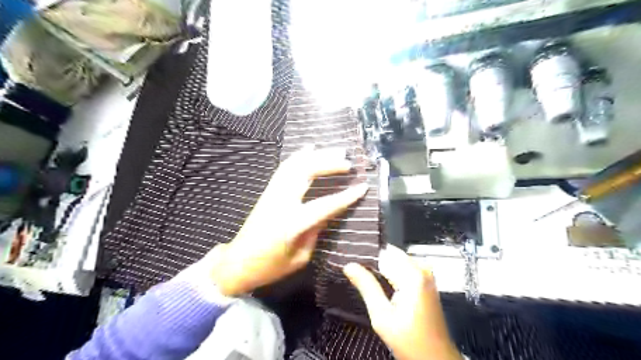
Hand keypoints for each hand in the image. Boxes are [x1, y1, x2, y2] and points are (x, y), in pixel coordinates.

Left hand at [209, 145, 367, 295]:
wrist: (237, 263)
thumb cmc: (270, 266)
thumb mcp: (300, 257)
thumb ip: (315, 232)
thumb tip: (328, 213)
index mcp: (291, 224)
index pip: (324, 206)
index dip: (345, 196)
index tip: (363, 186)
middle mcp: (280, 203)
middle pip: (306, 174)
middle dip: (329, 164)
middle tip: (348, 163)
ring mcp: (272, 194)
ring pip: (294, 165)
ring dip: (316, 155)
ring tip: (336, 150)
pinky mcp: (268, 192)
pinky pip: (284, 168)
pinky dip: (298, 156)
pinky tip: (310, 148)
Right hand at [346, 245, 460, 359]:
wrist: (436, 359)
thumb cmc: (410, 341)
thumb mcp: (382, 316)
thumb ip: (366, 286)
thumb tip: (349, 266)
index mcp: (413, 274)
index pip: (383, 252)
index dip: (365, 256)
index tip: (351, 263)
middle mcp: (422, 269)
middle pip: (390, 255)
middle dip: (373, 263)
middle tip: (355, 274)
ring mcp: (426, 275)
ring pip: (395, 261)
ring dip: (380, 269)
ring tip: (366, 281)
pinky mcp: (426, 282)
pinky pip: (403, 269)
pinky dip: (390, 274)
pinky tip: (380, 286)